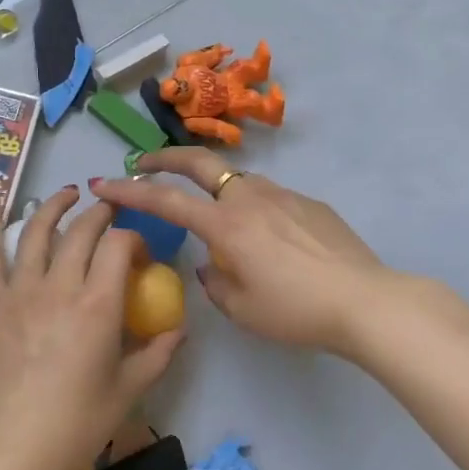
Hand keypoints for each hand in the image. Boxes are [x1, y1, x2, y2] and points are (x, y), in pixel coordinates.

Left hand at [0, 186, 183, 469]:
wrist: (12, 451)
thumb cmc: (76, 425)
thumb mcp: (128, 391)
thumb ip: (157, 354)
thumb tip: (179, 328)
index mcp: (98, 304)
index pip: (119, 244)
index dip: (133, 238)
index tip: (139, 253)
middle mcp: (60, 285)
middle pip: (83, 230)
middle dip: (102, 214)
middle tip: (110, 214)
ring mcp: (20, 289)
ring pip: (39, 230)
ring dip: (56, 205)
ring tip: (68, 194)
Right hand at [91, 148, 392, 355]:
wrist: (366, 300)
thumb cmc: (296, 311)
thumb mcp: (243, 309)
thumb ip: (215, 282)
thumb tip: (210, 264)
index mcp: (225, 225)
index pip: (166, 201)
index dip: (129, 191)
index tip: (103, 183)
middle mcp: (248, 198)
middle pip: (197, 163)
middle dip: (164, 158)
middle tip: (143, 163)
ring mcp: (281, 194)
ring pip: (236, 179)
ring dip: (213, 186)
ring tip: (214, 215)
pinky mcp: (308, 202)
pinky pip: (268, 197)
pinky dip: (251, 206)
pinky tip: (268, 238)